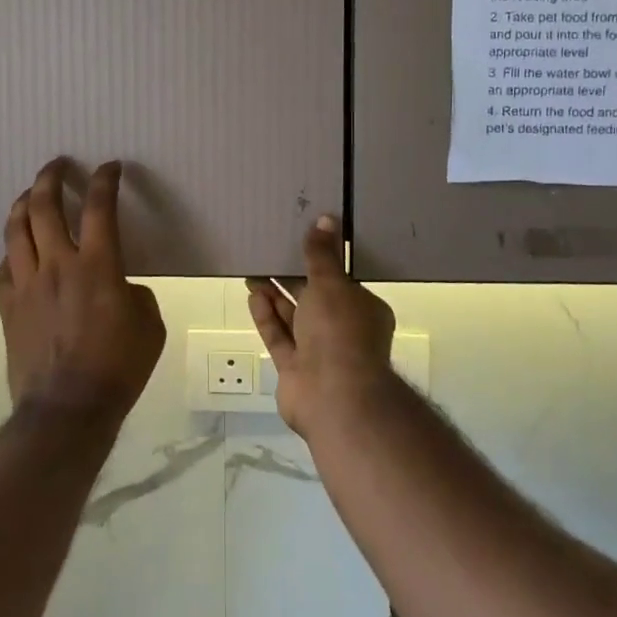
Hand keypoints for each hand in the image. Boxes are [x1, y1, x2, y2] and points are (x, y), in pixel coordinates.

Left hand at [0, 159, 166, 429]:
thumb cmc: (118, 367)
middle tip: (57, 166)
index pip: (99, 208)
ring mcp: (27, 284)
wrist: (67, 408)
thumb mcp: (150, 325)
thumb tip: (118, 286)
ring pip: (15, 230)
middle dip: (49, 177)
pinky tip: (18, 250)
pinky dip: (12, 251)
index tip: (109, 167)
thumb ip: (135, 293)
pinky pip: (4, 267)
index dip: (105, 180)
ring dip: (23, 203)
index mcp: (97, 266)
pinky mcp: (8, 306)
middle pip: (43, 206)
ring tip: (29, 194)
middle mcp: (57, 264)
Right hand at [246, 215, 397, 439]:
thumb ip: (322, 255)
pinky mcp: (295, 370)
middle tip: (268, 255)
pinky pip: (280, 338)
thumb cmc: (340, 332)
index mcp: (363, 310)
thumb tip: (325, 219)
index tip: (300, 244)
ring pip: (293, 318)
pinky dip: (267, 317)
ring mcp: (318, 353)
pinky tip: (253, 296)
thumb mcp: (332, 284)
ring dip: (274, 296)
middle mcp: (343, 330)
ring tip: (254, 272)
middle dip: (291, 279)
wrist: (334, 397)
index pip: (341, 282)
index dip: (321, 263)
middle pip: (314, 300)